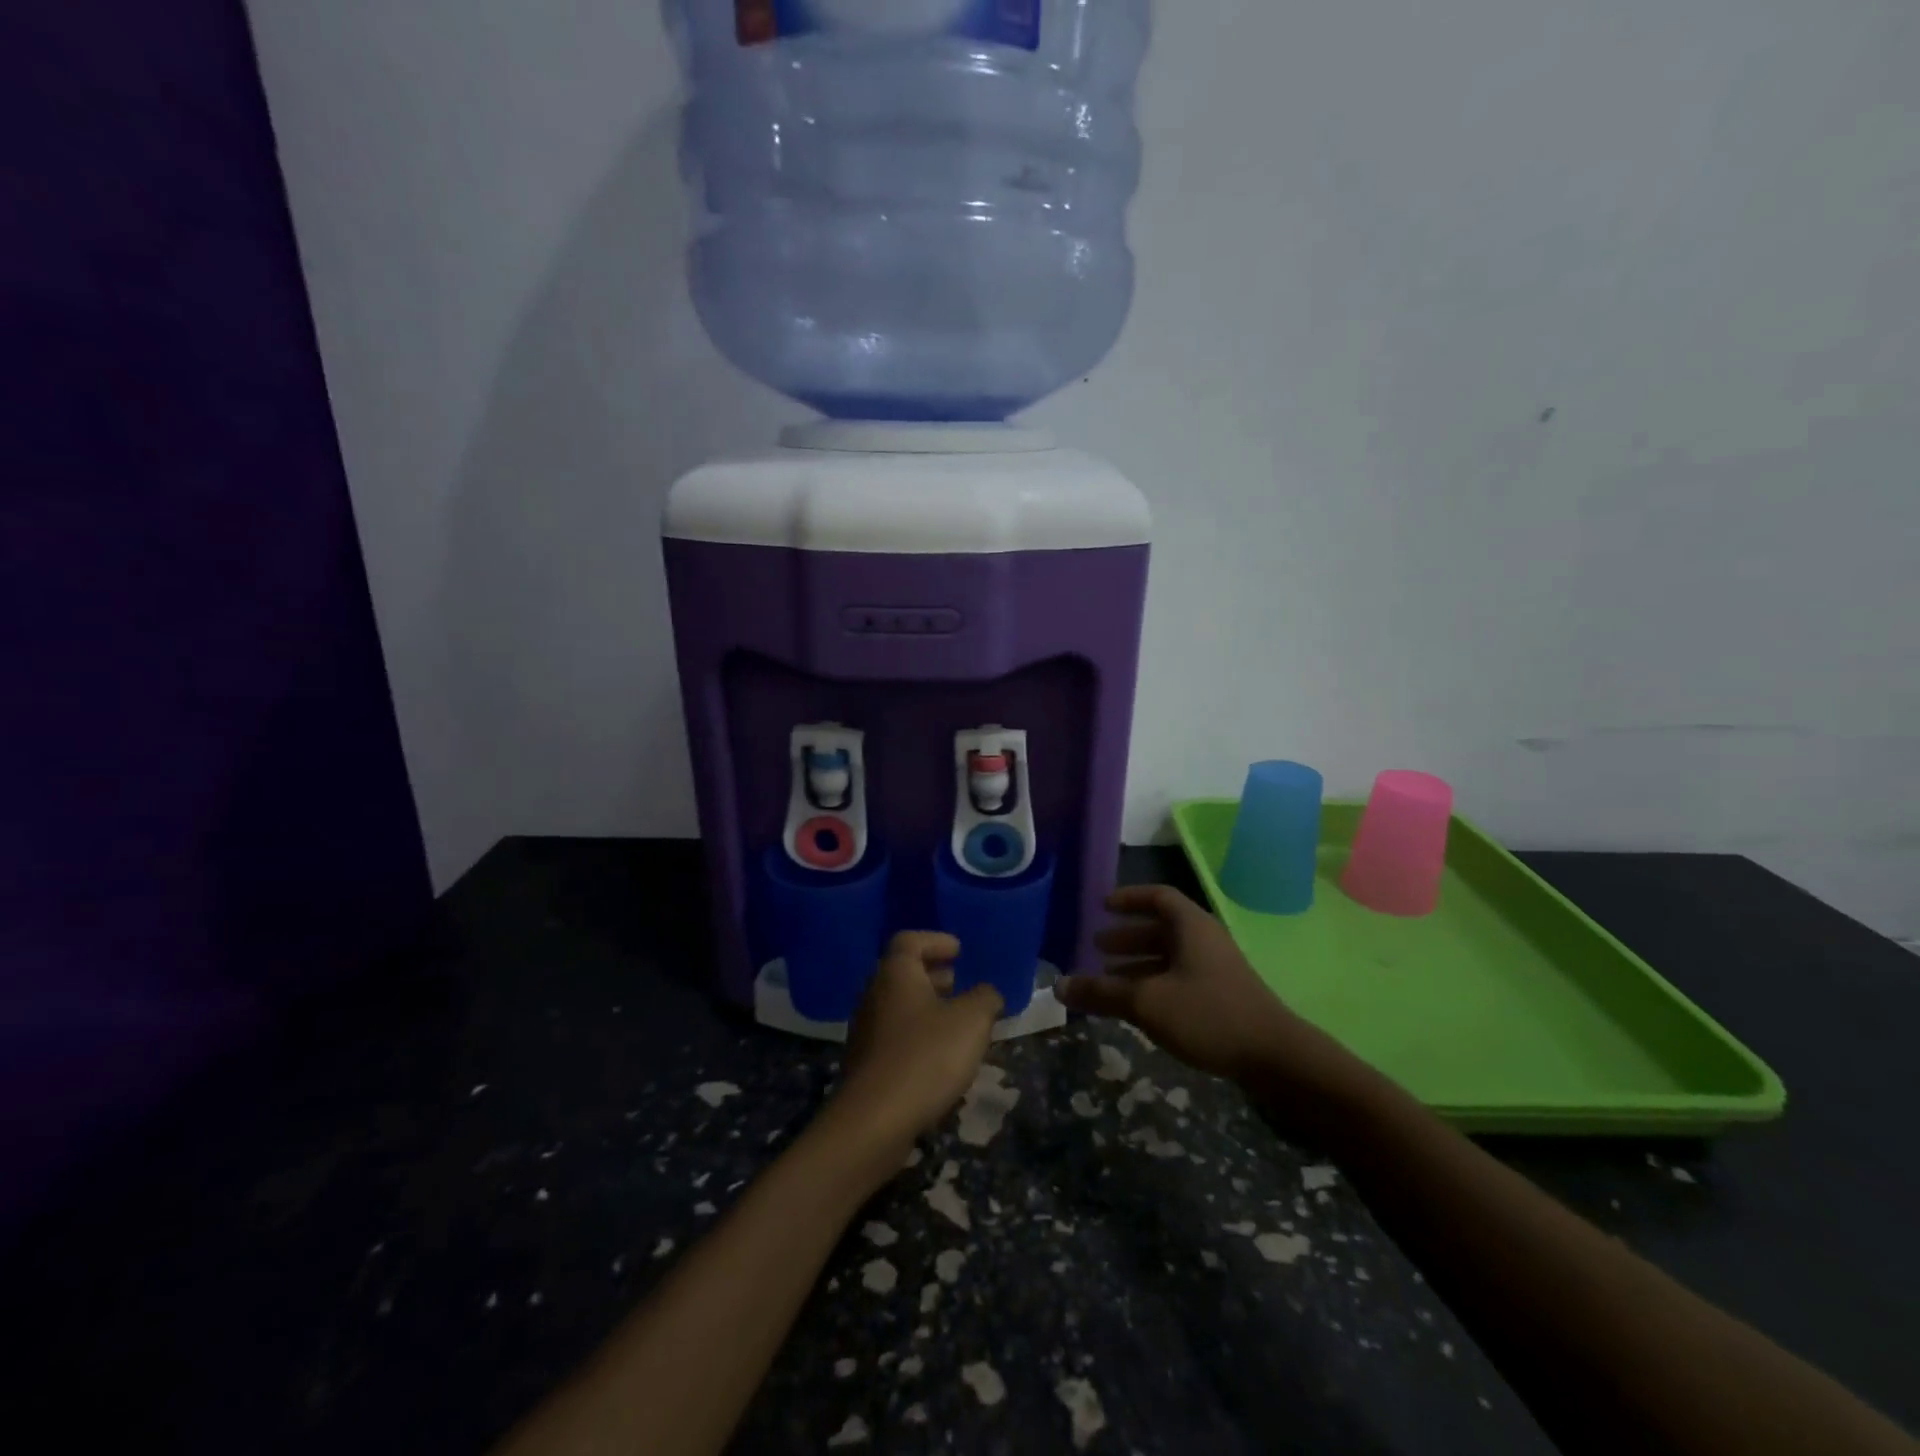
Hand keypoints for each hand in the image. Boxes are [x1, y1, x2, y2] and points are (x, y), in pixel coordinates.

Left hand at [830, 932, 1003, 1162]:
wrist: (874, 1121)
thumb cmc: (926, 1056)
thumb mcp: (972, 1021)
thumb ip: (986, 998)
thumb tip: (987, 993)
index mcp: (896, 974)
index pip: (910, 940)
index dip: (935, 941)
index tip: (959, 950)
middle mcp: (874, 994)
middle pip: (903, 973)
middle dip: (933, 975)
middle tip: (959, 983)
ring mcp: (865, 1031)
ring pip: (899, 1007)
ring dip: (927, 1008)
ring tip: (957, 1023)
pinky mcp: (865, 1064)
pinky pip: (895, 1037)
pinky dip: (918, 1036)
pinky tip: (940, 1058)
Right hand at [1057, 886, 1375, 1127]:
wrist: (1275, 1057)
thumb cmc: (1207, 1014)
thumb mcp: (1146, 1002)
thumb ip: (1101, 992)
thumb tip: (1058, 986)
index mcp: (1191, 926)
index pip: (1158, 896)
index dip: (1129, 898)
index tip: (1103, 906)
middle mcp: (1205, 940)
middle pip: (1162, 928)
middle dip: (1128, 936)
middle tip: (1097, 946)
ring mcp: (1217, 970)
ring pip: (1170, 956)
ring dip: (1139, 963)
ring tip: (1109, 978)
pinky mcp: (1223, 997)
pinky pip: (1180, 978)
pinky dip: (1155, 983)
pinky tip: (1139, 1006)